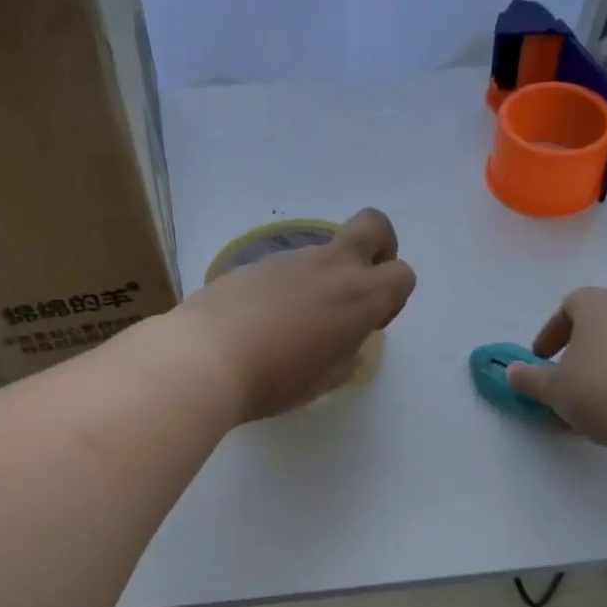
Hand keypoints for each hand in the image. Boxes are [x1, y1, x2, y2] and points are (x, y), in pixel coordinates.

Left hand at [173, 209, 416, 420]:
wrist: (205, 358)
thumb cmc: (276, 379)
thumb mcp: (323, 380)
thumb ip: (344, 357)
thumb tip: (345, 348)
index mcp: (359, 297)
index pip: (402, 274)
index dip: (394, 297)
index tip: (370, 323)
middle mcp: (330, 267)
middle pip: (374, 226)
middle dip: (380, 246)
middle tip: (359, 285)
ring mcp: (290, 259)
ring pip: (323, 251)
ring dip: (323, 276)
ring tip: (293, 323)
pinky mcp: (254, 263)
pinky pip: (284, 267)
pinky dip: (286, 287)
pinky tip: (261, 322)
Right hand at [504, 288, 606, 456]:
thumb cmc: (603, 390)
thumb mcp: (554, 389)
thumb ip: (529, 379)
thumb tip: (512, 372)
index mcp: (598, 304)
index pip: (569, 304)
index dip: (551, 331)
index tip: (541, 358)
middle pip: (598, 321)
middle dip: (577, 347)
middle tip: (564, 375)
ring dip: (602, 364)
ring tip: (590, 398)